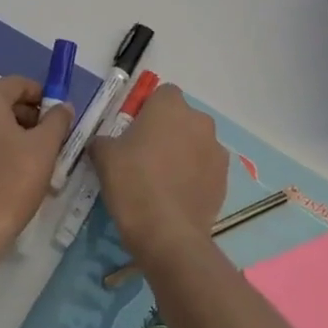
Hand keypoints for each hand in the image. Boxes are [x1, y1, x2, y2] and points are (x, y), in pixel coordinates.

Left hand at [0, 76, 71, 249]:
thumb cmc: (11, 181)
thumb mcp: (45, 147)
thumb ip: (57, 120)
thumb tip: (62, 107)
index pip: (17, 84)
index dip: (41, 96)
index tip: (57, 117)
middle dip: (25, 117)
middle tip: (47, 141)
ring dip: (8, 134)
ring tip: (28, 161)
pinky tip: (4, 175)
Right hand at [88, 84, 226, 266]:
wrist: (167, 233)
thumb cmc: (133, 183)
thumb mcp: (104, 157)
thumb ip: (103, 141)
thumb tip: (102, 144)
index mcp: (170, 105)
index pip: (162, 94)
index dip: (148, 110)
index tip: (134, 131)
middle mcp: (199, 120)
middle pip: (182, 118)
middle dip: (168, 131)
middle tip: (146, 156)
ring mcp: (216, 149)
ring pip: (196, 143)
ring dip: (184, 153)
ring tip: (164, 180)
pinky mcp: (225, 178)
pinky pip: (206, 168)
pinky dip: (195, 176)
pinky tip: (177, 197)